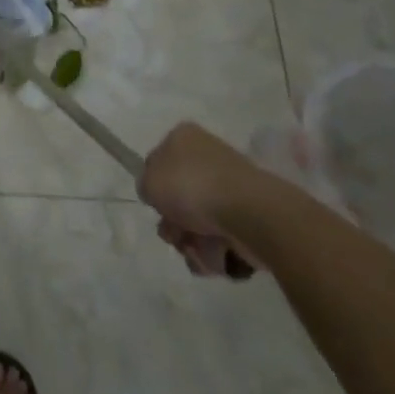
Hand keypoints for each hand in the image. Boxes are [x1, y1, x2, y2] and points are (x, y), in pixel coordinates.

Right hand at [139, 122, 281, 277]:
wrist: (248, 212)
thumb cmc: (191, 186)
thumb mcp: (149, 181)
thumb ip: (145, 185)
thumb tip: (157, 193)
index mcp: (184, 138)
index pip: (159, 162)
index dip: (155, 187)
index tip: (157, 204)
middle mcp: (208, 158)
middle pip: (179, 198)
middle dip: (174, 223)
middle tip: (176, 234)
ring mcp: (230, 188)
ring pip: (199, 223)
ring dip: (192, 243)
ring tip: (199, 249)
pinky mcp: (249, 217)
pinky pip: (222, 239)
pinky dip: (215, 253)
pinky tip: (217, 255)